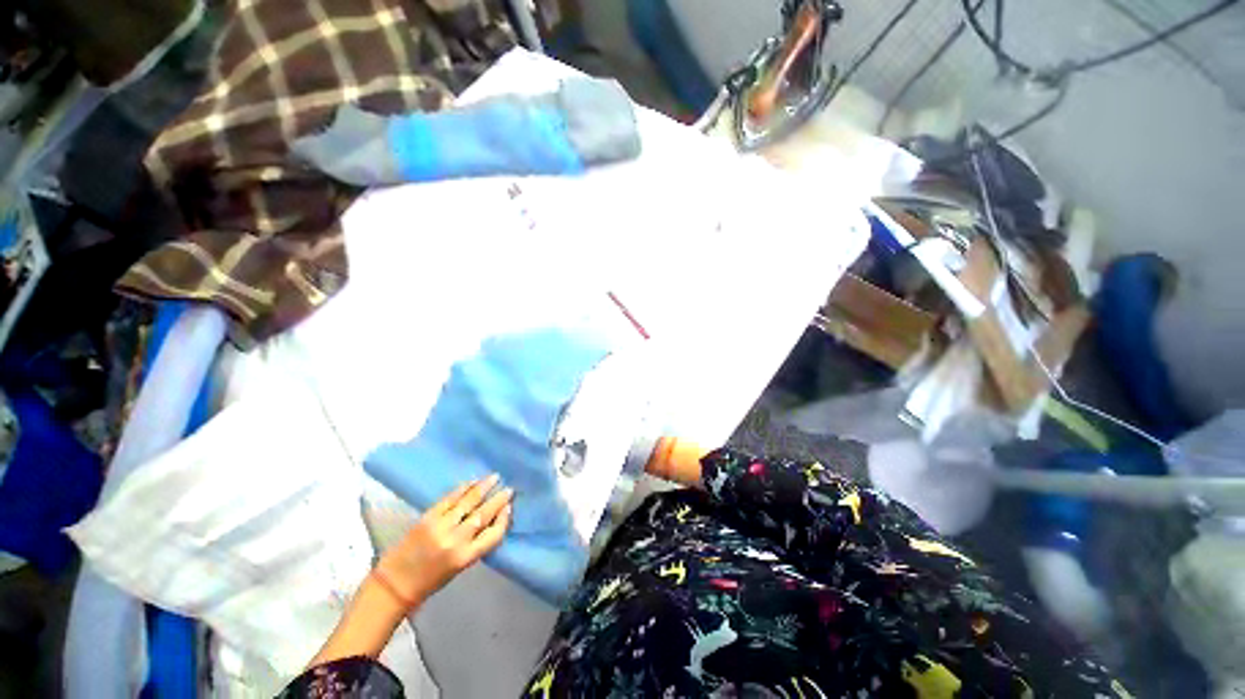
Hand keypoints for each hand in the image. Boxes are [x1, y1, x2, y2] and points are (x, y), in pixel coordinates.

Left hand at [376, 474, 512, 607]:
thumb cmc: (429, 582)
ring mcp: (441, 526)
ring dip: (483, 487)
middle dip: (498, 500)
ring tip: (495, 477)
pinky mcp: (427, 517)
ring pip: (468, 502)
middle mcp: (455, 540)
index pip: (494, 534)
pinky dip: (463, 488)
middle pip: (483, 514)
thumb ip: (475, 545)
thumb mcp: (459, 567)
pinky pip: (450, 498)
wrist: (393, 585)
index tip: (509, 508)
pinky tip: (472, 482)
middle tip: (508, 489)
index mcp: (465, 557)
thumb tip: (490, 522)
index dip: (503, 519)